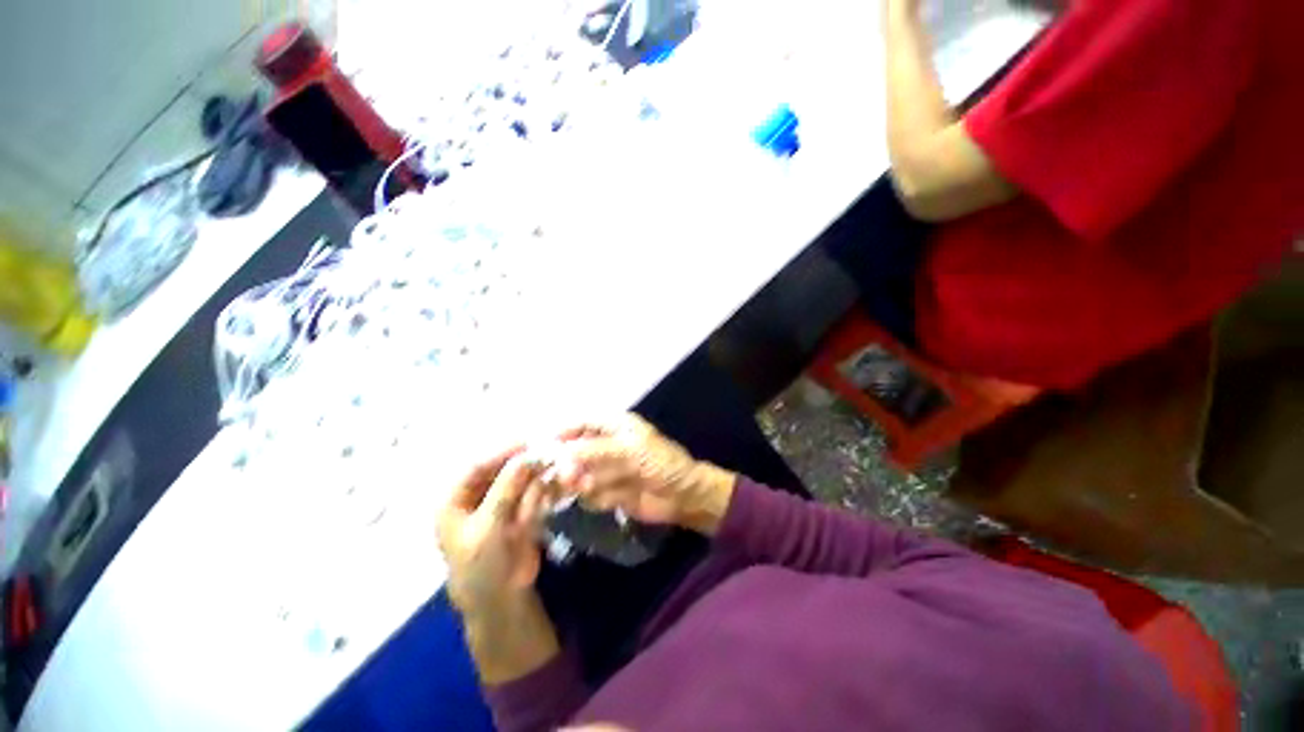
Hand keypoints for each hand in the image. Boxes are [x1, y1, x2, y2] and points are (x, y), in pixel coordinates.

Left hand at [437, 447, 551, 614]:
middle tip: (547, 456)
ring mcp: (499, 503)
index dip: (501, 453)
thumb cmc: (481, 566)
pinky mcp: (518, 509)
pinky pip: (531, 492)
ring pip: (518, 479)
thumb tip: (527, 456)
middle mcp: (476, 497)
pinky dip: (541, 490)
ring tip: (552, 475)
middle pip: (500, 470)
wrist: (501, 599)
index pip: (477, 467)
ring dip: (535, 477)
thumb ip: (506, 489)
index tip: (528, 443)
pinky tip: (553, 490)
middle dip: (523, 464)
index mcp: (455, 500)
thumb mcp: (489, 528)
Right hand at [552, 414, 737, 534]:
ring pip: (578, 473)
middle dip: (568, 462)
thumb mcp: (632, 451)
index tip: (542, 446)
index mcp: (614, 426)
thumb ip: (598, 451)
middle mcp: (605, 444)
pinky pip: (589, 494)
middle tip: (565, 476)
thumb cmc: (662, 463)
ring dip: (581, 481)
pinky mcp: (607, 491)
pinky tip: (607, 499)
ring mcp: (605, 469)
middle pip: (574, 449)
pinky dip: (593, 497)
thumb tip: (563, 453)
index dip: (562, 431)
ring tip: (588, 488)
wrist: (684, 495)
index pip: (581, 423)